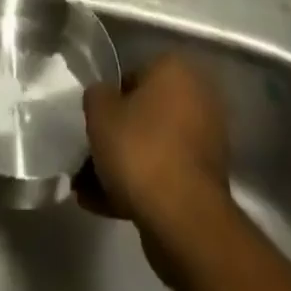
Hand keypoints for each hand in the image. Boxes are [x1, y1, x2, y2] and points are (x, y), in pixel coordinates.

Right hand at [80, 56, 230, 232]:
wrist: (184, 220)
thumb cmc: (140, 149)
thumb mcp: (100, 112)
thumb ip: (96, 96)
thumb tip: (102, 98)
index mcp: (176, 70)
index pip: (133, 75)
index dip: (109, 99)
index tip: (93, 122)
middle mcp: (196, 98)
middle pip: (144, 114)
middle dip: (116, 136)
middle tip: (88, 155)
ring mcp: (204, 143)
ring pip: (152, 147)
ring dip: (122, 165)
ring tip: (86, 189)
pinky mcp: (204, 183)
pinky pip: (164, 175)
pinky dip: (138, 187)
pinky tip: (103, 206)